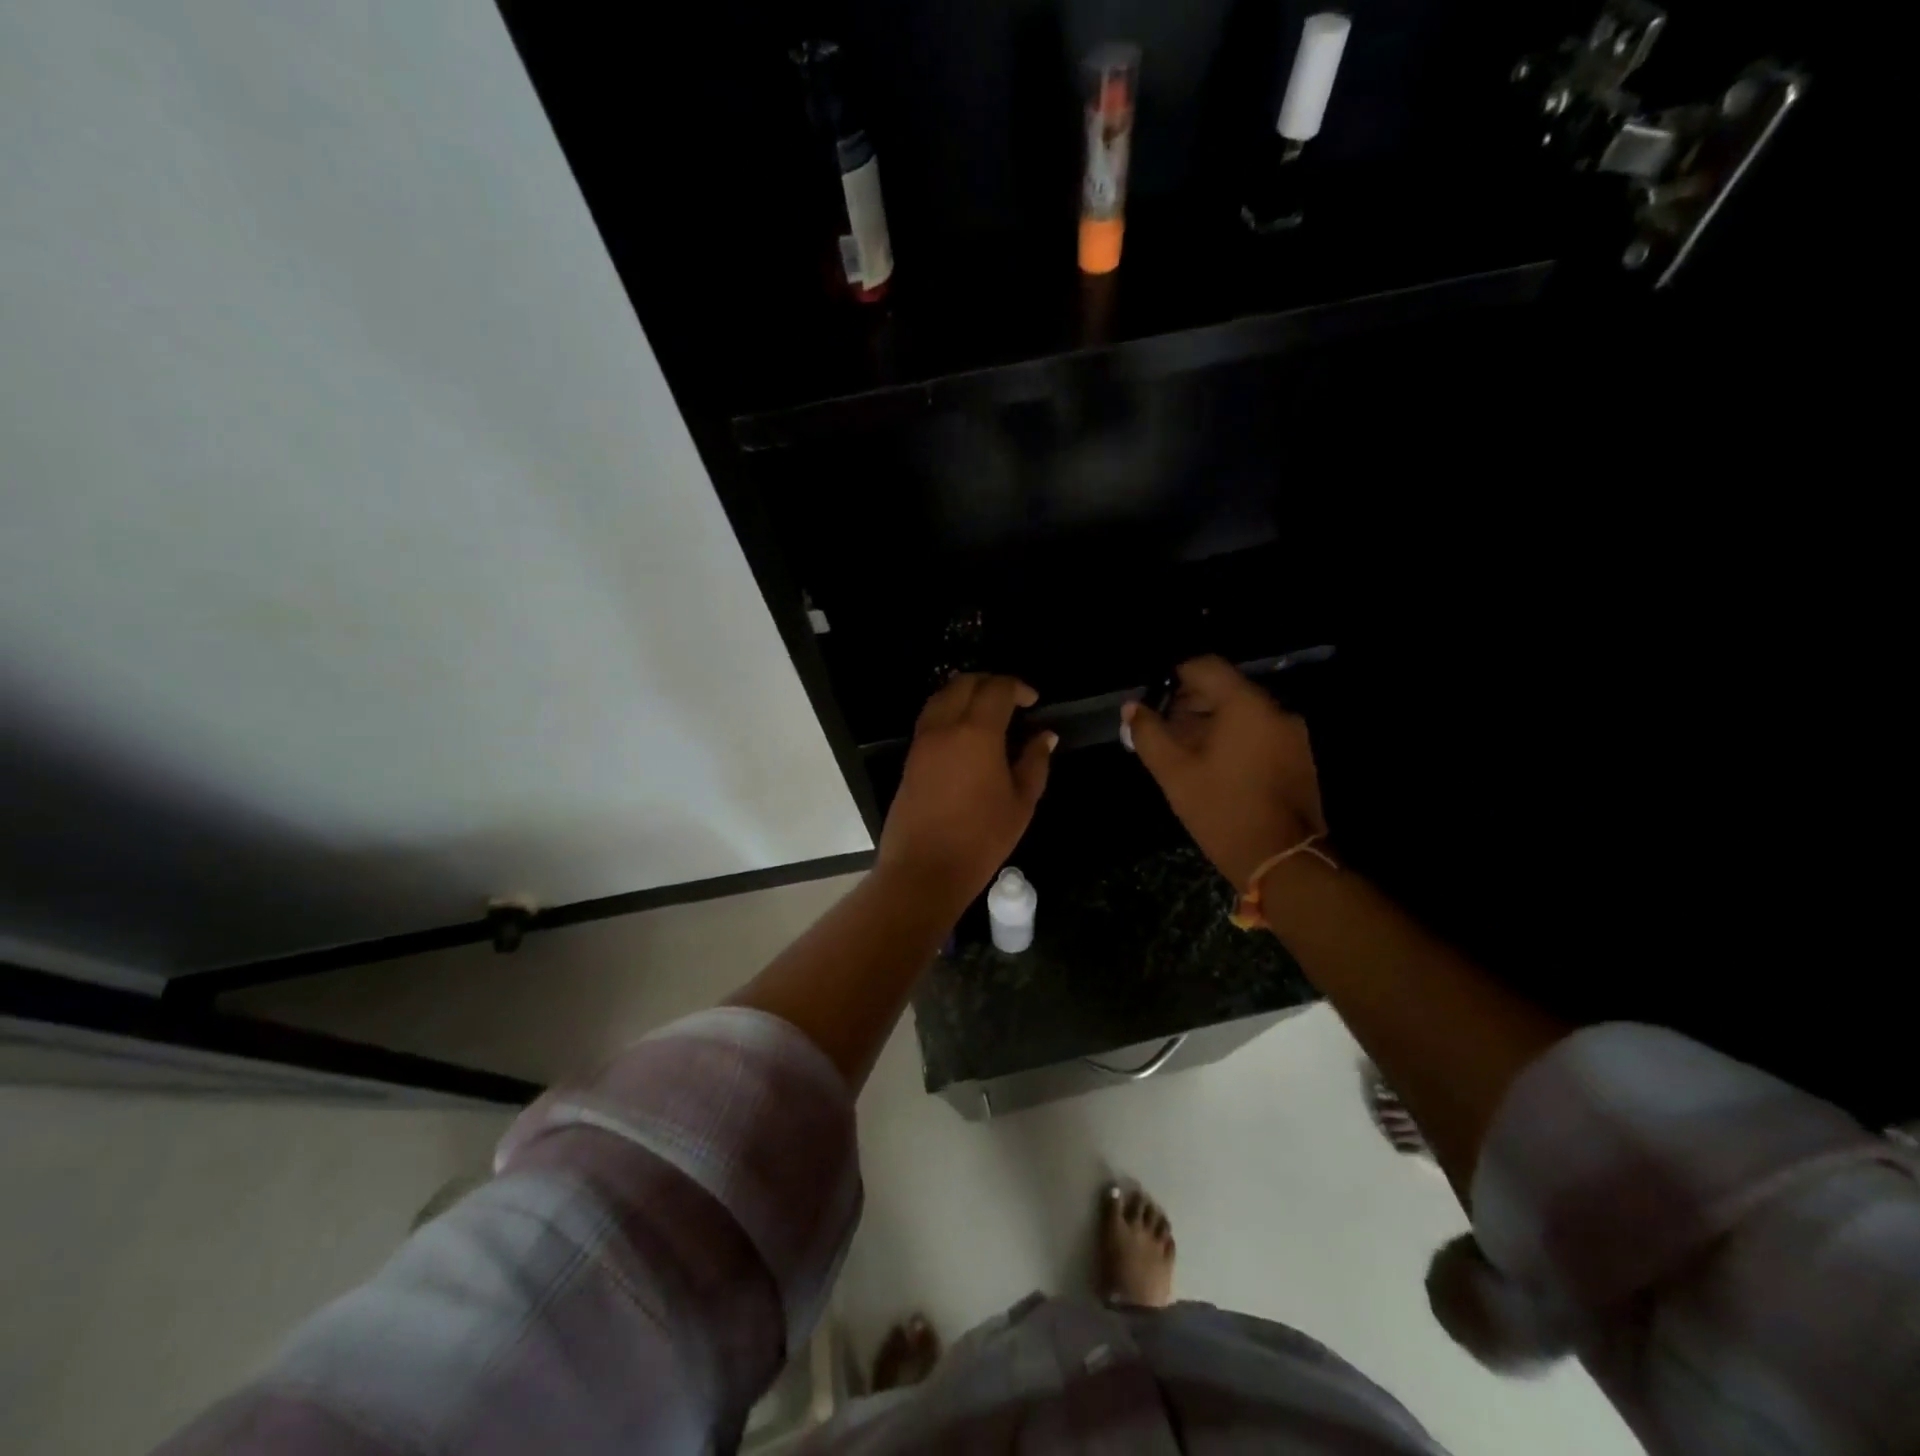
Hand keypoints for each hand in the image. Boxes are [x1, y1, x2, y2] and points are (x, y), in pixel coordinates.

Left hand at [877, 674, 1055, 912]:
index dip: (1018, 687)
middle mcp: (945, 726)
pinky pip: (930, 718)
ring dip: (966, 694)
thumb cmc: (981, 839)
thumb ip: (1035, 762)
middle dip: (990, 683)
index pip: (997, 688)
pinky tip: (966, 735)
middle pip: (964, 683)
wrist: (924, 869)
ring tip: (988, 714)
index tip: (1033, 701)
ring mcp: (922, 741)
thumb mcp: (1021, 803)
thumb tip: (1045, 735)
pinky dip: (949, 711)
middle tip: (1012, 702)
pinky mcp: (910, 757)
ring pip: (941, 696)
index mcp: (977, 732)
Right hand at [1123, 656, 1326, 889]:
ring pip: (1244, 713)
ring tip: (1185, 750)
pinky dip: (1235, 739)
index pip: (1206, 666)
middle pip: (1227, 689)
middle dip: (1192, 703)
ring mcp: (1293, 735)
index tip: (1155, 697)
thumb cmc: (1221, 810)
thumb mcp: (1174, 773)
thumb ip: (1149, 734)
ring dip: (1213, 723)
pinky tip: (1214, 766)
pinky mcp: (1300, 757)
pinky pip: (1260, 733)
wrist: (1281, 860)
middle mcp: (1275, 710)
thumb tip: (1132, 707)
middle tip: (1164, 728)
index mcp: (1246, 706)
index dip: (1175, 676)